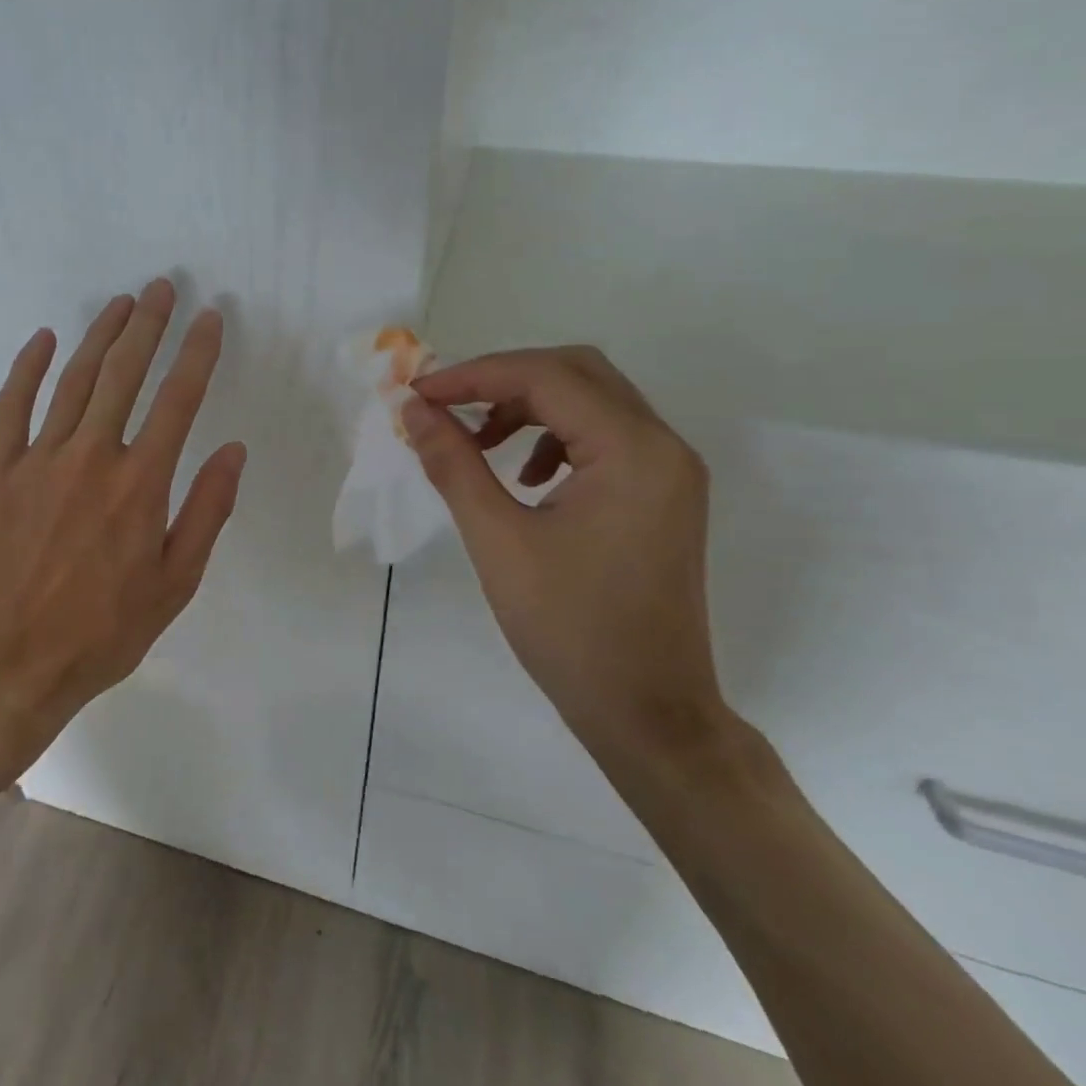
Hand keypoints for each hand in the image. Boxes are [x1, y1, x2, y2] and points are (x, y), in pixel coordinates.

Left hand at [0, 279, 246, 797]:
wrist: (5, 666)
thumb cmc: (101, 633)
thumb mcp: (174, 585)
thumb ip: (207, 512)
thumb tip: (234, 450)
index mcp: (140, 485)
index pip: (178, 400)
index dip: (196, 353)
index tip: (210, 318)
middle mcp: (91, 458)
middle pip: (124, 375)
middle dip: (148, 326)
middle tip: (161, 287)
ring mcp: (38, 460)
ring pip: (74, 381)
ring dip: (100, 336)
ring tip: (120, 303)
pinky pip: (12, 406)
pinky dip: (28, 368)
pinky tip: (44, 338)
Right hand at [401, 347, 727, 759]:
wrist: (648, 713)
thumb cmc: (569, 629)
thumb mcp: (498, 540)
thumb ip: (454, 464)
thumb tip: (415, 410)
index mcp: (632, 451)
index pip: (546, 376)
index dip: (475, 375)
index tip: (419, 394)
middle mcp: (663, 446)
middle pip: (577, 373)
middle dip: (503, 380)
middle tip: (448, 406)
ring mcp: (670, 471)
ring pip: (592, 401)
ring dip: (530, 406)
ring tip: (480, 444)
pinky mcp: (663, 495)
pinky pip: (606, 437)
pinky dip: (556, 436)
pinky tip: (525, 477)